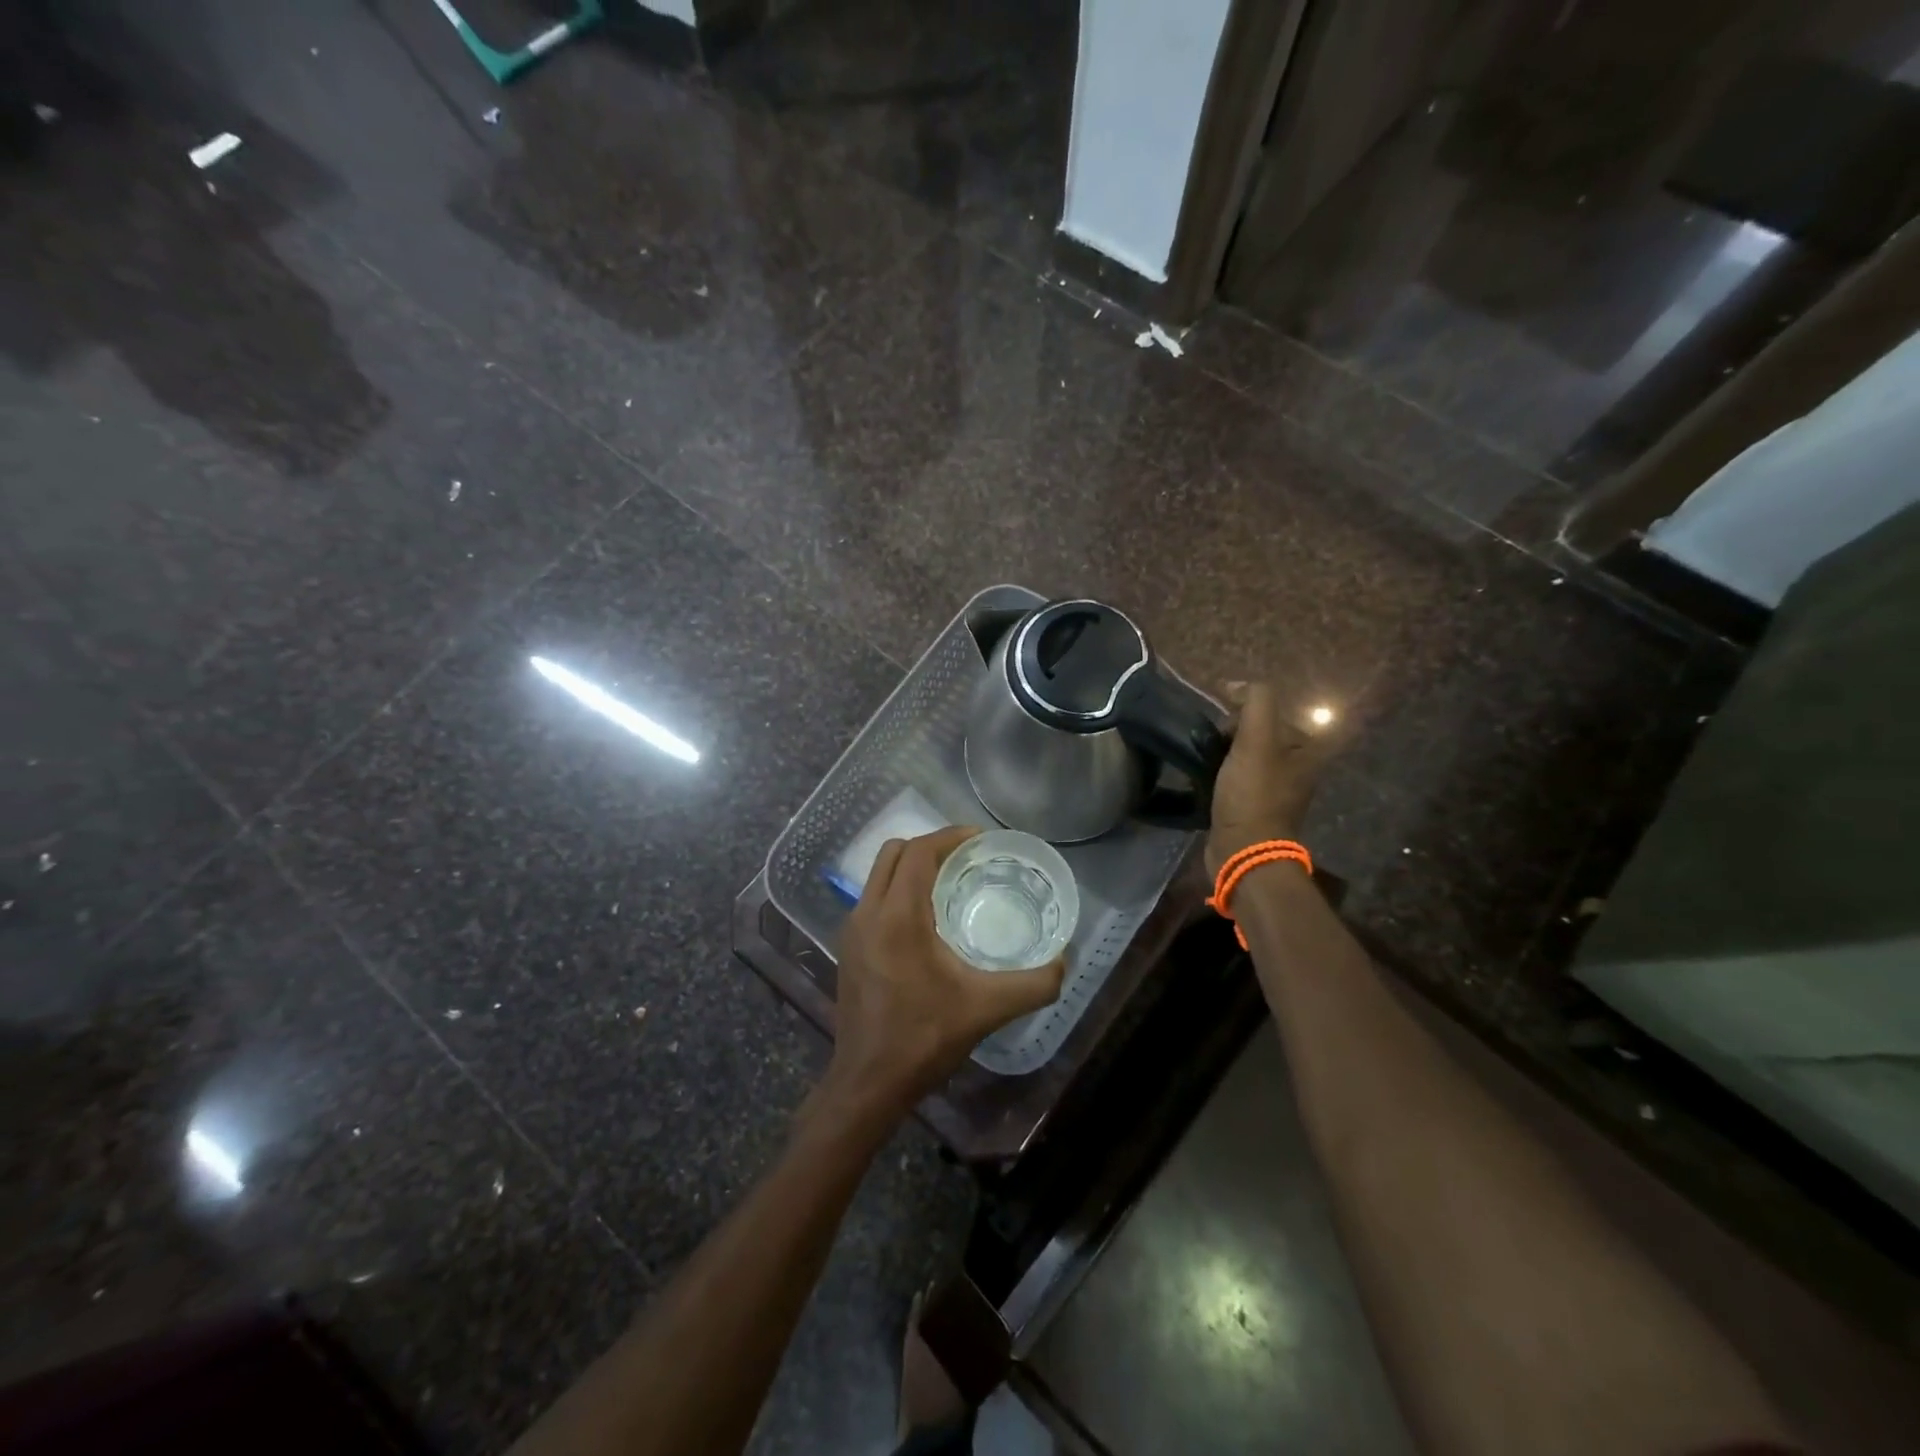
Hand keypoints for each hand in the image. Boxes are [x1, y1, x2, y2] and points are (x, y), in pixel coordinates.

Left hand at [820, 827, 1065, 1122]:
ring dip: (912, 867)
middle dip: (931, 846)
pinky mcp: (849, 948)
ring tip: (951, 882)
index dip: (951, 836)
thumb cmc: (924, 1038)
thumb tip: (1065, 962)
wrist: (869, 1082)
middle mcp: (867, 912)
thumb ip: (1034, 983)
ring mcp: (852, 930)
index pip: (920, 852)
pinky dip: (898, 890)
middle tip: (968, 858)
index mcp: (897, 916)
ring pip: (879, 874)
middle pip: (894, 853)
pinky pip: (873, 898)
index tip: (982, 839)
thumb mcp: (988, 1008)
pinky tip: (926, 920)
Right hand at [1205, 683, 1325, 877]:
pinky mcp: (1255, 806)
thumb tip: (1236, 685)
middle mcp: (1297, 766)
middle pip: (1256, 732)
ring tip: (1203, 760)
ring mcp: (1277, 789)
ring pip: (1244, 754)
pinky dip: (1220, 774)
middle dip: (1230, 734)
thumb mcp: (1257, 739)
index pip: (1269, 711)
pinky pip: (1236, 777)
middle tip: (1211, 745)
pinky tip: (1205, 779)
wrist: (1244, 850)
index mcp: (1306, 748)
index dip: (1241, 713)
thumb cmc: (1253, 794)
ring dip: (1222, 754)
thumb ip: (1255, 702)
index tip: (1221, 727)